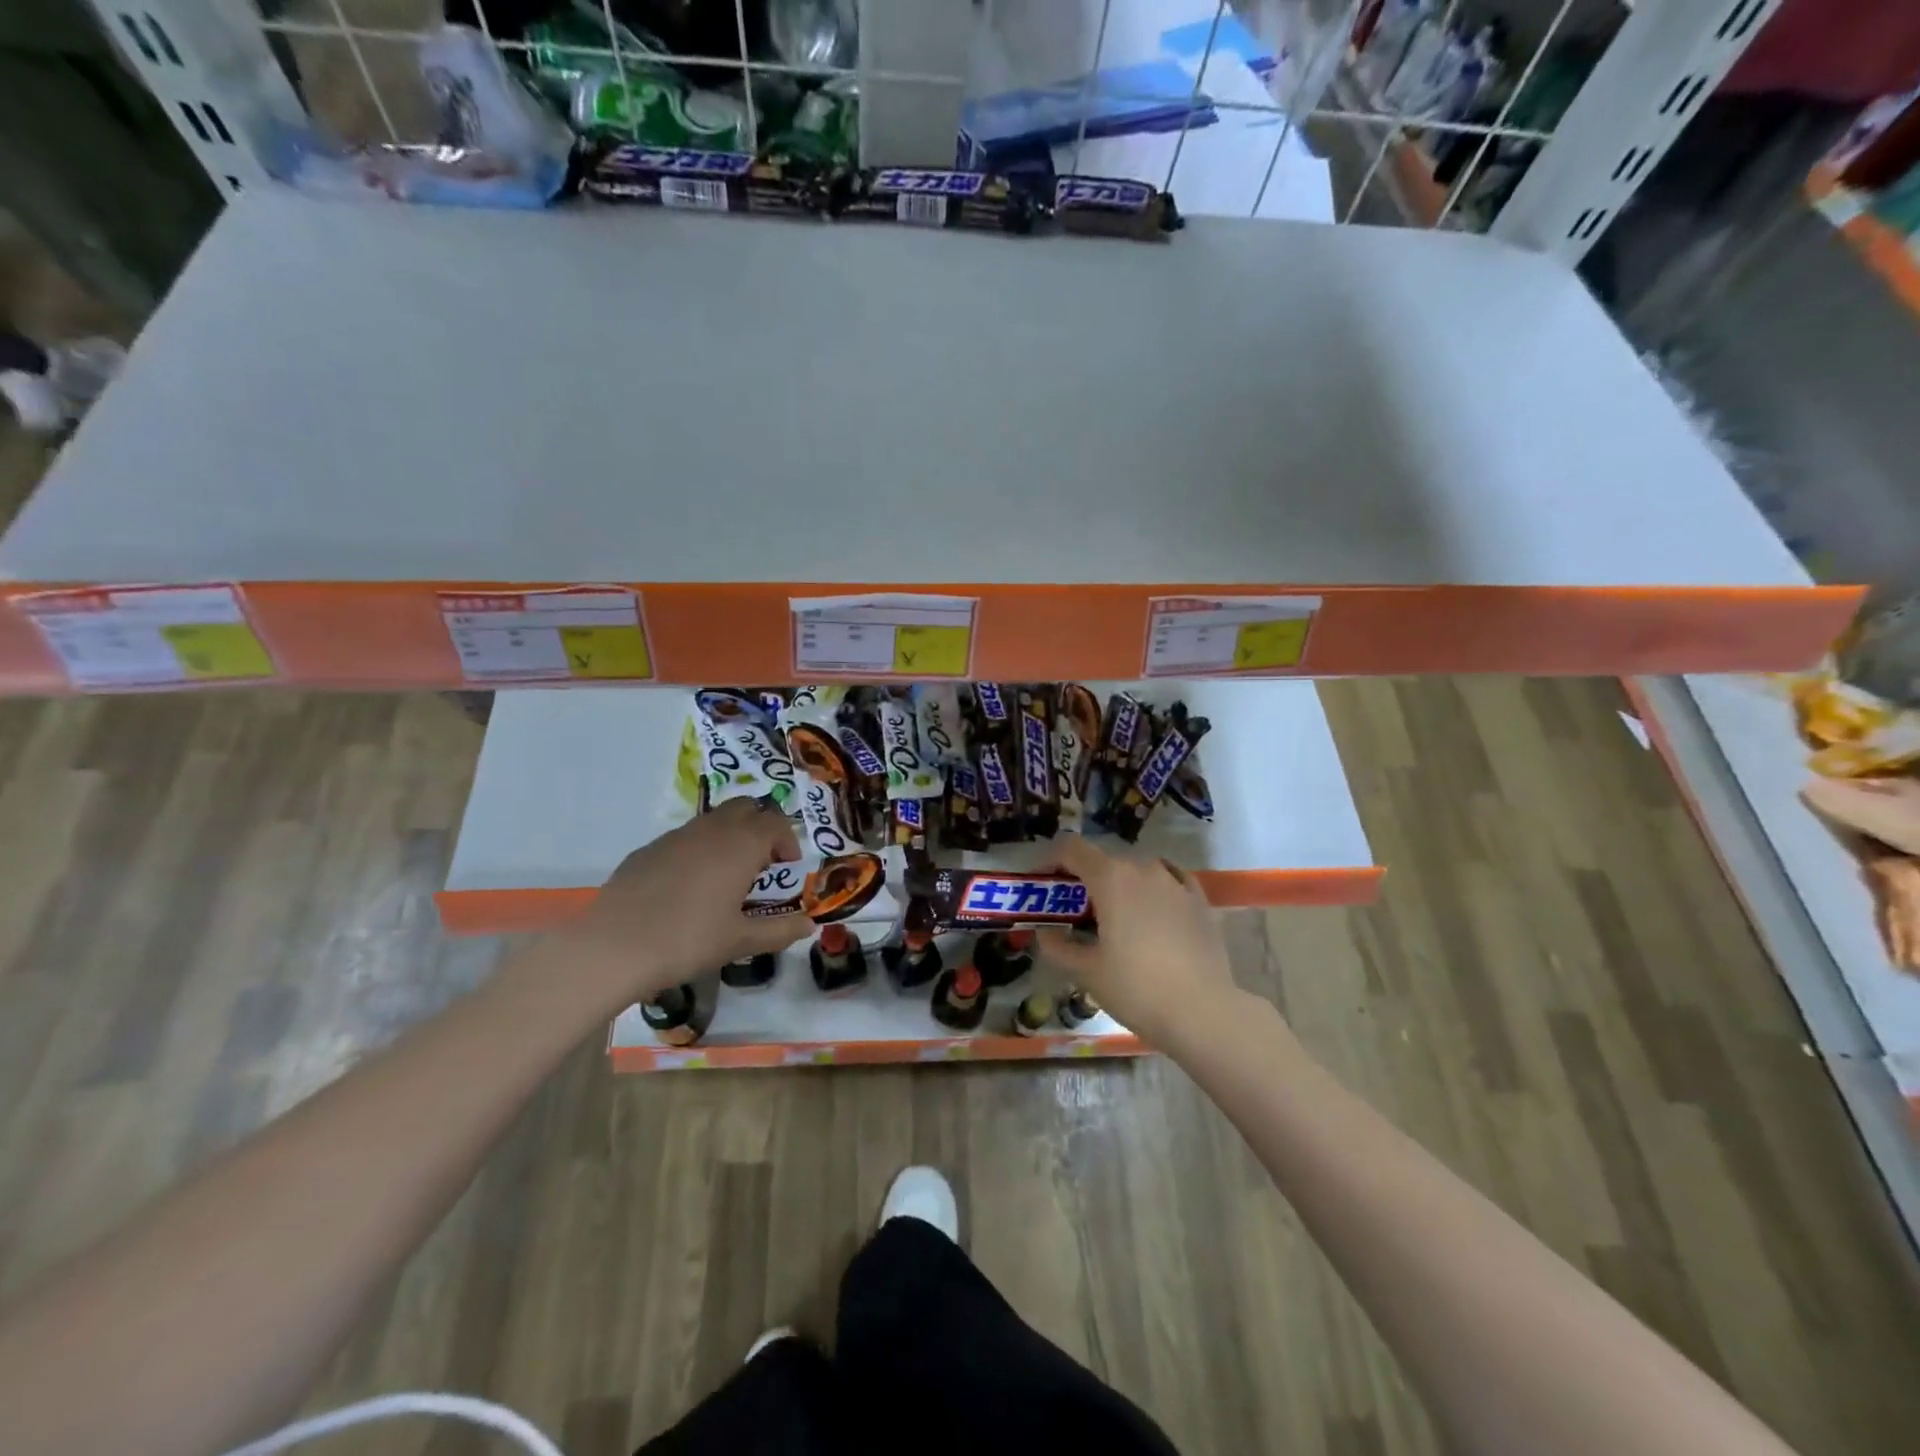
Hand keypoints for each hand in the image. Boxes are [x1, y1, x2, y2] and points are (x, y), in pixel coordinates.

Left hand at [561, 798, 813, 1003]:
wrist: (613, 947)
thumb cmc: (688, 940)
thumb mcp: (740, 941)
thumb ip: (780, 931)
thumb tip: (810, 925)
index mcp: (740, 845)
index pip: (775, 822)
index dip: (787, 840)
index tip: (787, 866)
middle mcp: (711, 830)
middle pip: (745, 807)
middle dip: (760, 826)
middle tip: (763, 862)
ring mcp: (675, 836)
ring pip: (713, 819)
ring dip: (730, 836)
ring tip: (727, 875)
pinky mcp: (647, 850)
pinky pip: (684, 838)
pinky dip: (699, 850)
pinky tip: (688, 887)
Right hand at [1038, 837, 1242, 1044]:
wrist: (1203, 1012)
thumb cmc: (1136, 989)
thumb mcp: (1086, 972)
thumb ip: (1058, 947)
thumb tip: (1045, 933)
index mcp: (1110, 878)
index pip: (1071, 849)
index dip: (1050, 860)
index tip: (1041, 882)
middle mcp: (1143, 869)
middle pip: (1104, 861)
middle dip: (1084, 880)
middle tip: (1074, 912)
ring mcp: (1175, 882)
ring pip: (1138, 870)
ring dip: (1120, 885)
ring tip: (1115, 917)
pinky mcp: (1199, 900)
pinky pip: (1171, 880)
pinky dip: (1154, 888)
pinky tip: (1154, 908)